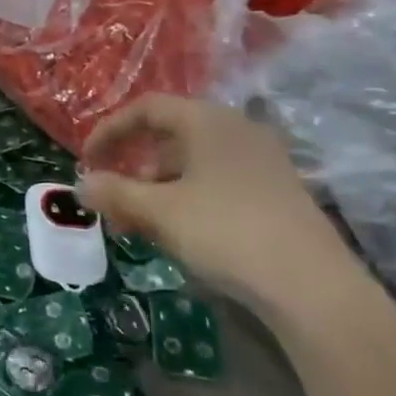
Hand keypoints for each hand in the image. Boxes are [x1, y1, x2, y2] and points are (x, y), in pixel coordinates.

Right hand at [77, 95, 357, 320]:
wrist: (313, 287)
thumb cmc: (226, 232)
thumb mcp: (160, 213)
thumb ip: (115, 193)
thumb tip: (81, 185)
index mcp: (208, 121)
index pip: (147, 109)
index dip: (110, 131)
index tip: (87, 162)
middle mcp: (237, 131)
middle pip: (170, 138)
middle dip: (133, 170)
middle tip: (113, 204)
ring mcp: (262, 162)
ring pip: (193, 166)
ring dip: (158, 191)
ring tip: (140, 228)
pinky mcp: (276, 194)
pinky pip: (217, 184)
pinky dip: (187, 201)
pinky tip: (180, 236)